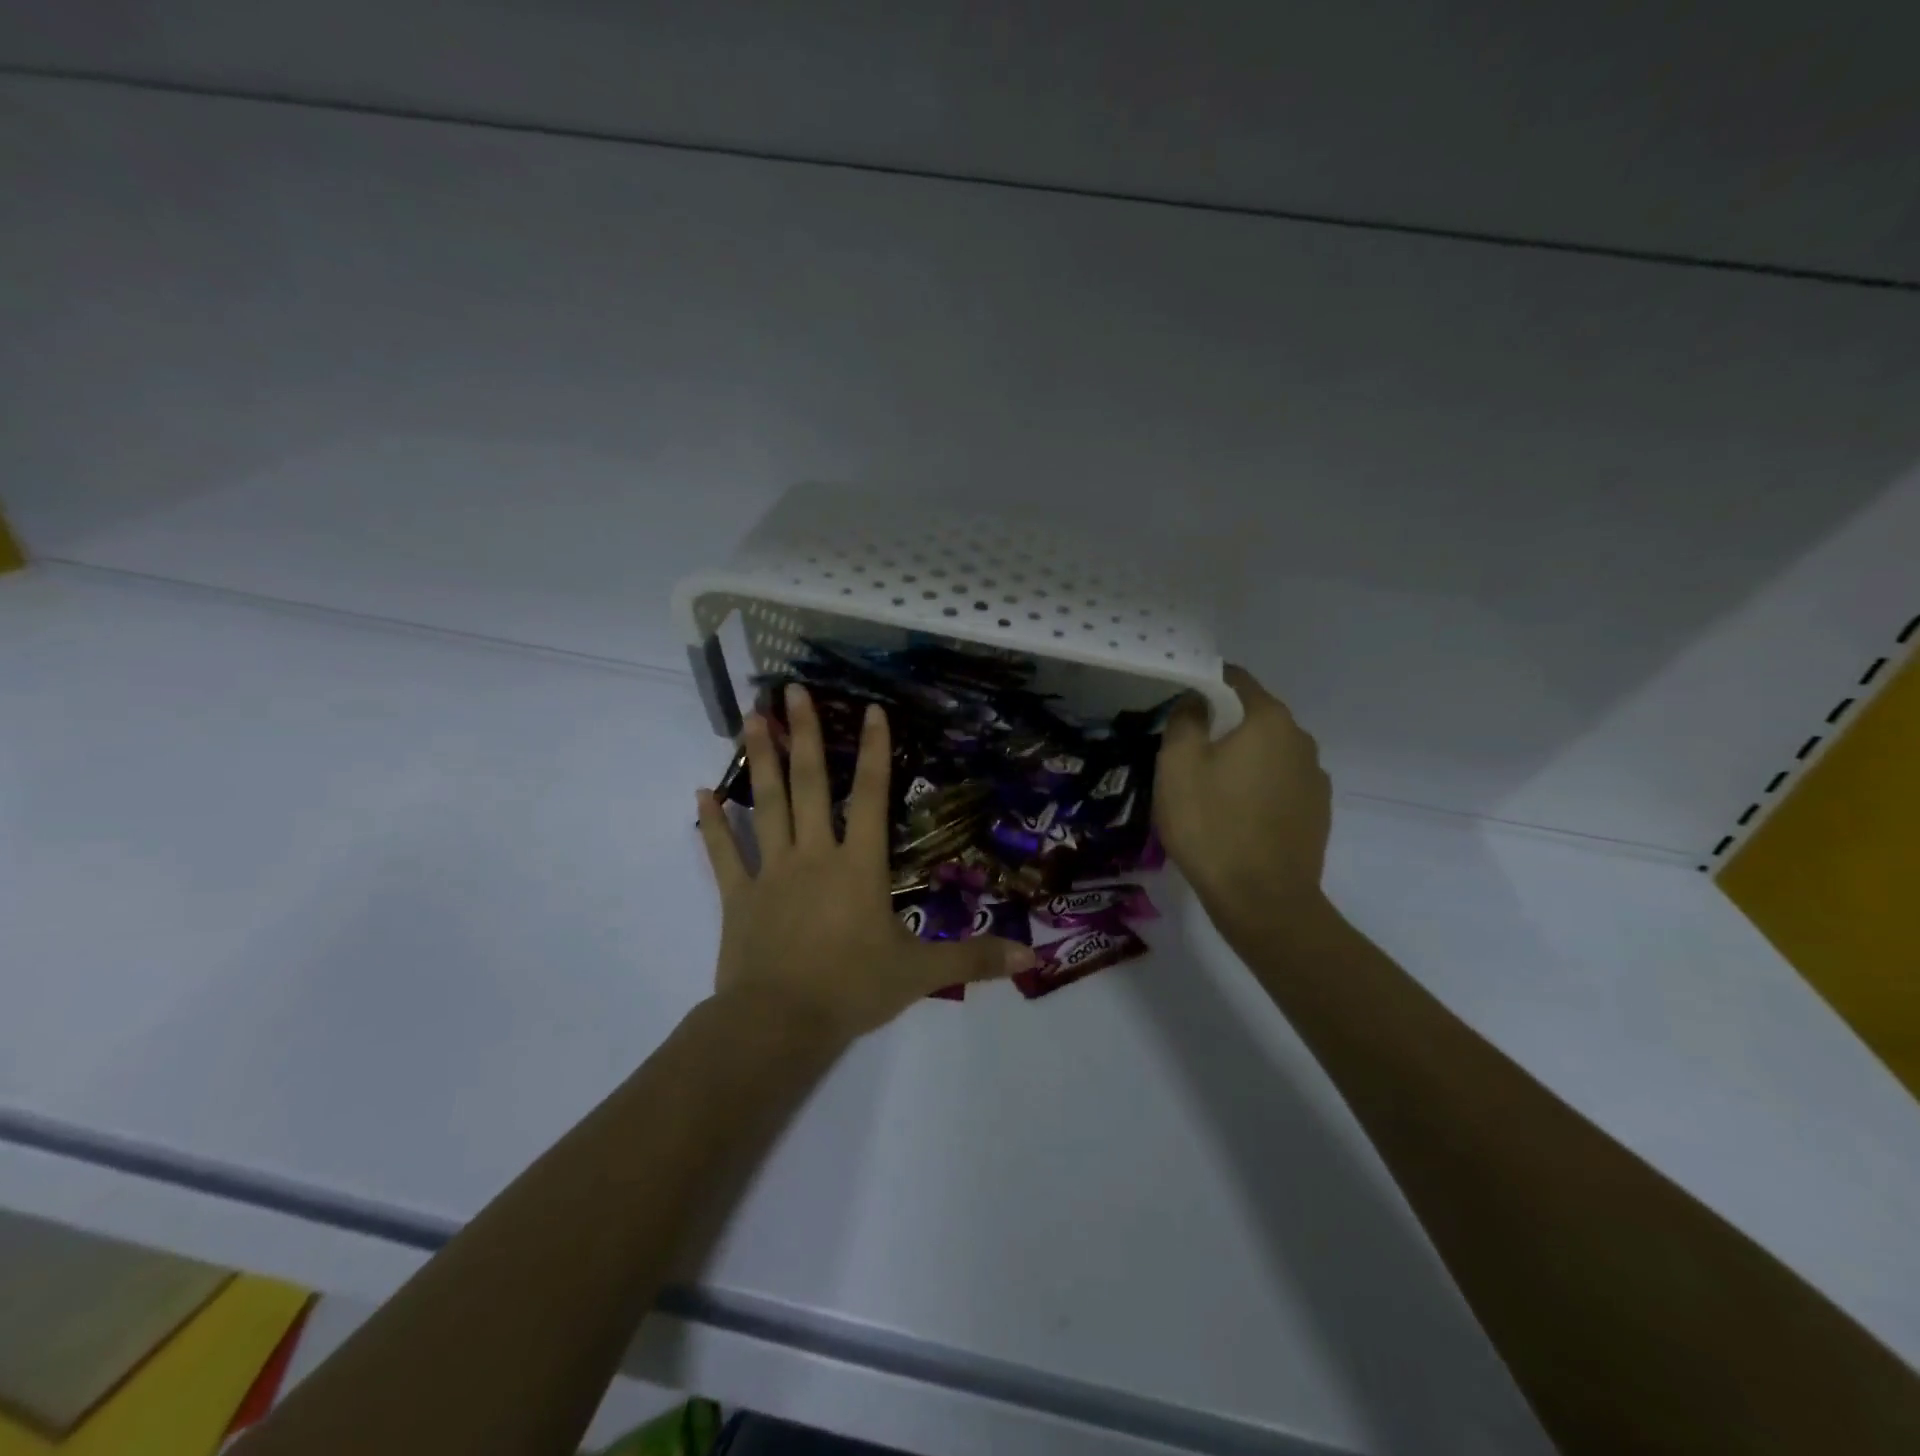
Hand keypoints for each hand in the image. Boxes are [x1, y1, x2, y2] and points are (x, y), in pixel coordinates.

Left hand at [696, 683, 1035, 1040]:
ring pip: (767, 804)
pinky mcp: (739, 896)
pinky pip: (724, 852)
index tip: (870, 708)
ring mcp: (773, 871)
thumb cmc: (852, 990)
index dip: (875, 750)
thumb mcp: (920, 973)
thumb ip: (974, 958)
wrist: (780, 1023)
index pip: (872, 796)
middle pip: (811, 784)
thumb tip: (1033, 955)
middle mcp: (815, 855)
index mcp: (859, 865)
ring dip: (761, 759)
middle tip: (790, 690)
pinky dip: (713, 823)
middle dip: (805, 734)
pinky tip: (700, 792)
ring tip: (752, 717)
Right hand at [1154, 665, 1332, 926]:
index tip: (1181, 703)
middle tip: (1187, 754)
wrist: (1263, 900)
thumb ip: (1185, 720)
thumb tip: (1197, 701)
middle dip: (1223, 727)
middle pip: (1254, 718)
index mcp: (1269, 720)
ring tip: (1210, 791)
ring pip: (1269, 754)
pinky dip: (1258, 789)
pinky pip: (1280, 785)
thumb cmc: (1212, 824)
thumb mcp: (1177, 766)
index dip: (1206, 684)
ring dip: (1242, 761)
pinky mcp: (1317, 812)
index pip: (1236, 680)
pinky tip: (1236, 817)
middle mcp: (1301, 740)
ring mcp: (1314, 778)